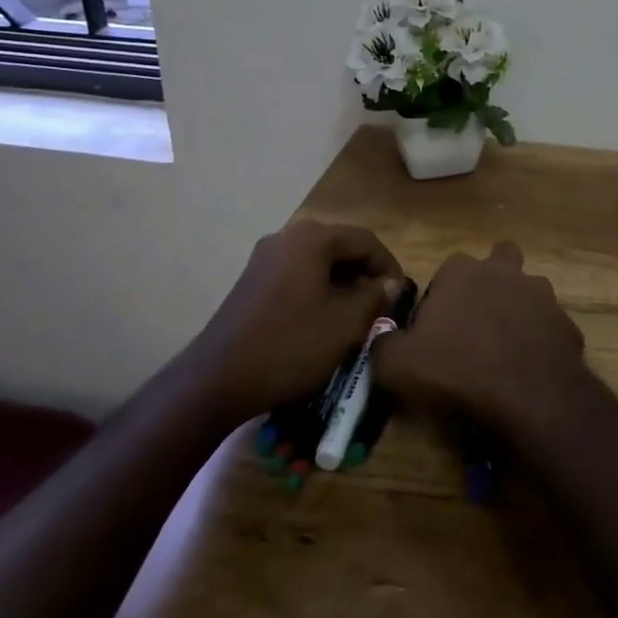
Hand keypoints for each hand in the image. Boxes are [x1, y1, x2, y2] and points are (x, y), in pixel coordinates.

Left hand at [189, 220, 401, 423]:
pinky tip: (322, 319)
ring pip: (317, 261)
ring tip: (355, 315)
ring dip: (341, 282)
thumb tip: (390, 283)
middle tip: (379, 305)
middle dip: (364, 273)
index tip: (400, 295)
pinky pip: (296, 273)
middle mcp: (287, 237)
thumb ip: (375, 297)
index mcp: (312, 238)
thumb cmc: (290, 347)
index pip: (365, 240)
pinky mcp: (251, 280)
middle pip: (339, 246)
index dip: (388, 265)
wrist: (216, 381)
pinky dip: (317, 289)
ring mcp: (264, 258)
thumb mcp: (345, 325)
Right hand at [375, 242, 586, 434]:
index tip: (436, 329)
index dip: (441, 297)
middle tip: (478, 322)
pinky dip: (540, 341)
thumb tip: (380, 338)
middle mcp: (504, 272)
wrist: (528, 394)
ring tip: (506, 347)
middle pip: (499, 261)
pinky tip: (529, 368)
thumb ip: (383, 345)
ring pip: (529, 290)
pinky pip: (548, 326)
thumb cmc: (458, 369)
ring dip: (519, 309)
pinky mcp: (565, 322)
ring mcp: (541, 294)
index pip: (447, 271)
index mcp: (462, 272)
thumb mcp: (398, 365)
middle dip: (491, 281)